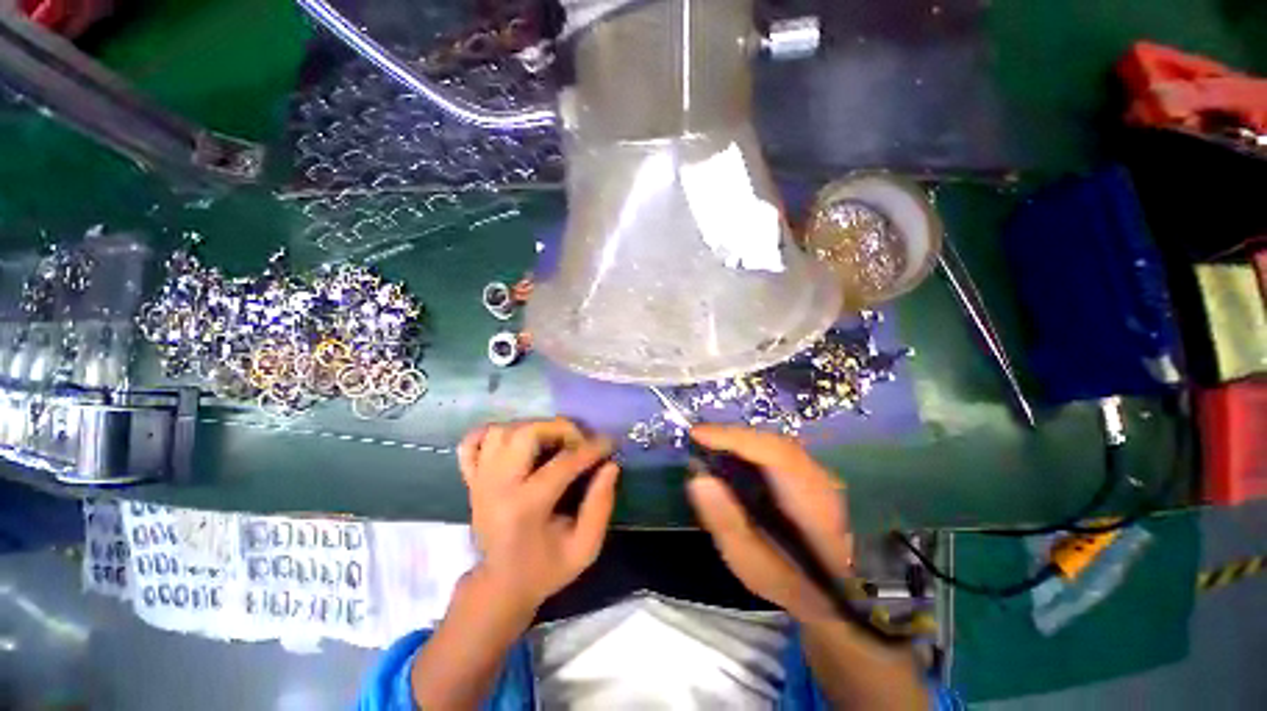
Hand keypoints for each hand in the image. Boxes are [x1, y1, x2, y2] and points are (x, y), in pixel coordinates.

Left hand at [457, 418, 620, 612]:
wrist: (499, 586)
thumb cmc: (545, 569)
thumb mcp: (584, 549)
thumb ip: (600, 506)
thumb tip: (610, 466)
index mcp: (525, 508)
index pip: (563, 463)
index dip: (591, 448)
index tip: (609, 444)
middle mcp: (497, 487)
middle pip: (526, 434)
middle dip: (561, 429)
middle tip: (579, 441)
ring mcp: (480, 480)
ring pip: (502, 432)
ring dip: (533, 428)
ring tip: (552, 441)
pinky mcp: (471, 479)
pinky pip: (473, 442)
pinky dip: (493, 433)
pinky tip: (514, 441)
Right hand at [686, 425, 852, 622]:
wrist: (830, 593)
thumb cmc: (787, 582)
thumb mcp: (750, 563)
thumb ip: (725, 521)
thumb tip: (698, 478)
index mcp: (811, 501)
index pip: (773, 452)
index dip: (734, 439)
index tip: (697, 435)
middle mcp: (819, 478)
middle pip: (772, 442)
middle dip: (732, 437)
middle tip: (697, 438)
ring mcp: (817, 474)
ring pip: (773, 443)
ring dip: (739, 441)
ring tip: (708, 444)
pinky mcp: (808, 474)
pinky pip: (774, 451)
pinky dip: (749, 449)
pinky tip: (730, 456)